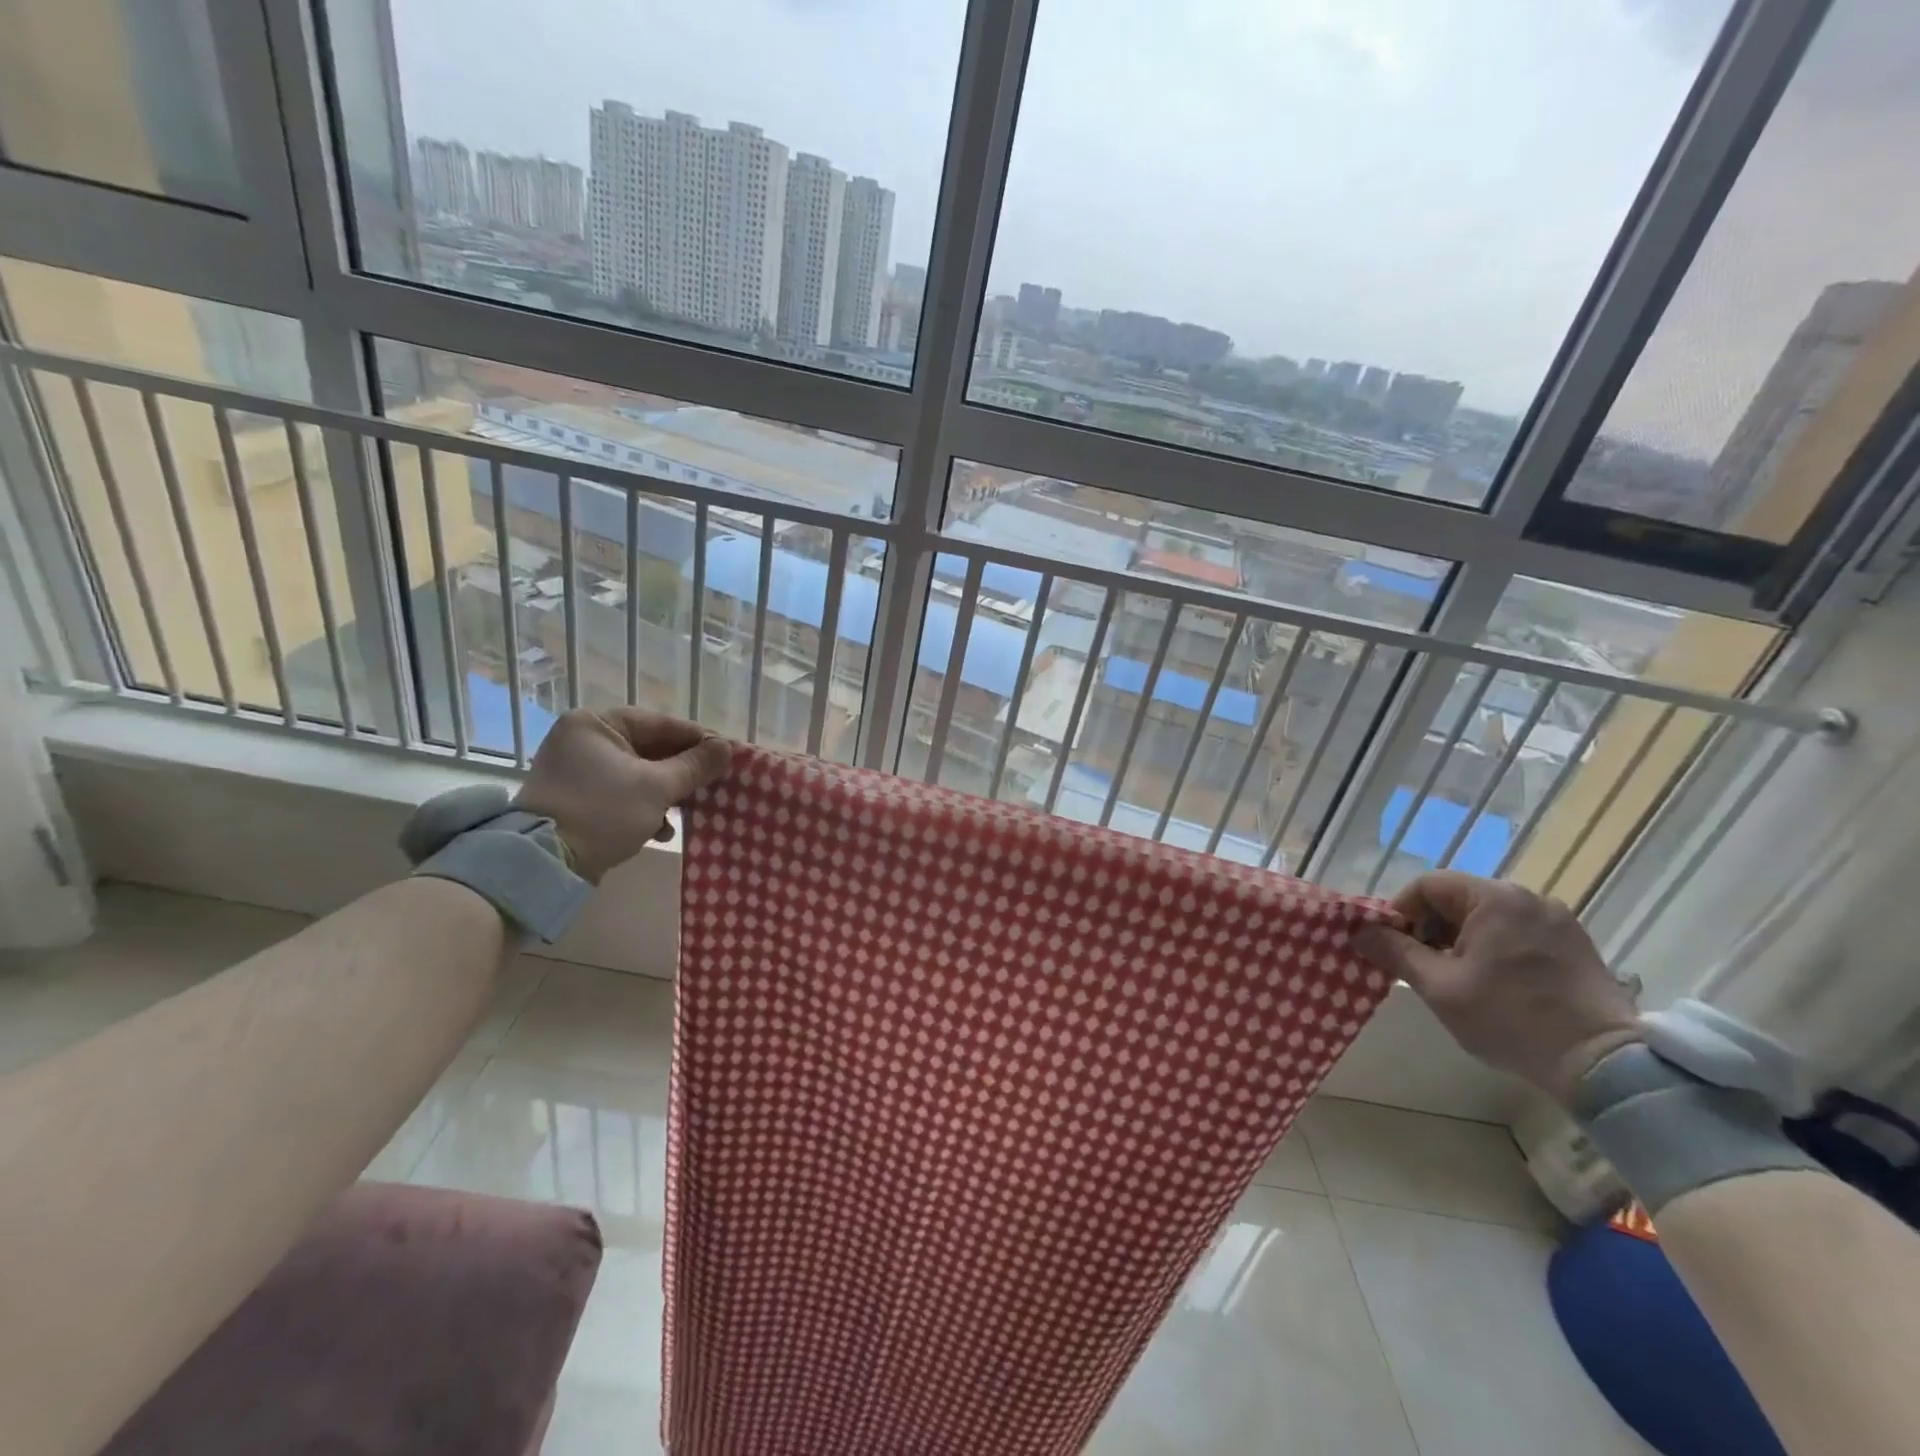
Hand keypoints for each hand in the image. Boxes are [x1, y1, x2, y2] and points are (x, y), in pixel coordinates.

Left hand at [514, 709, 730, 882]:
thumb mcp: (658, 787)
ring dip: (666, 794)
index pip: (661, 724)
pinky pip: (622, 792)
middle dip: (682, 772)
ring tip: (688, 812)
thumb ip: (695, 765)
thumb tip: (727, 747)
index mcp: (596, 724)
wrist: (545, 864)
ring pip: (639, 774)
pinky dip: (644, 808)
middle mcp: (582, 739)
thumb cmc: (603, 812)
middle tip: (713, 785)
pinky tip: (660, 830)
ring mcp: (576, 770)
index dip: (699, 740)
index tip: (728, 756)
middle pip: (650, 749)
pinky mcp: (576, 798)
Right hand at [1352, 871, 1642, 1106]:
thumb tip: (1359, 932)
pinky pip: (1517, 932)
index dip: (1400, 912)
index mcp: (1494, 899)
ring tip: (1453, 977)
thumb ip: (1395, 952)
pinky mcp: (1576, 944)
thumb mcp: (1439, 986)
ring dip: (1461, 939)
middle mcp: (1528, 898)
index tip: (1391, 945)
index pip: (1428, 886)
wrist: (1604, 1066)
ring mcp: (1558, 920)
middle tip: (1419, 964)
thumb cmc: (1510, 1019)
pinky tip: (1492, 982)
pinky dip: (1493, 947)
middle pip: (1458, 898)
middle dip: (1430, 927)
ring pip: (1487, 916)